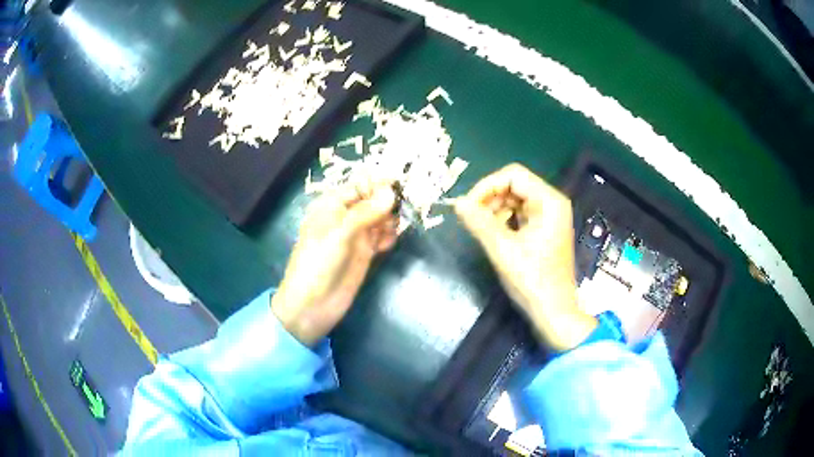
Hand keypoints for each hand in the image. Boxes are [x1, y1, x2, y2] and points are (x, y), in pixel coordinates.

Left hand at [271, 182, 397, 346]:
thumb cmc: (318, 263)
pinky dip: (388, 236)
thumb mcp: (339, 234)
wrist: (312, 305)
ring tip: (392, 230)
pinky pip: (382, 236)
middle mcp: (346, 216)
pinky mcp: (365, 253)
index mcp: (332, 205)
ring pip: (380, 218)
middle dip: (388, 202)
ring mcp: (356, 235)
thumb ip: (365, 212)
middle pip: (373, 200)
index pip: (360, 186)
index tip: (399, 189)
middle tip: (401, 211)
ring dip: (390, 219)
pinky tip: (387, 244)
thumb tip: (391, 191)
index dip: (379, 185)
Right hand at [454, 164, 596, 350]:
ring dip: (495, 209)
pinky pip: (520, 214)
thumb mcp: (502, 249)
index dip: (487, 186)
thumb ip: (479, 222)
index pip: (513, 175)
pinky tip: (494, 235)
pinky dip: (504, 220)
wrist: (554, 311)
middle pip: (514, 185)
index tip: (467, 206)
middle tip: (471, 219)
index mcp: (549, 201)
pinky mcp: (544, 230)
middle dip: (490, 198)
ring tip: (481, 229)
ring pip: (515, 199)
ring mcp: (549, 216)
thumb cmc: (532, 280)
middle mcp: (552, 203)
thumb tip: (457, 203)